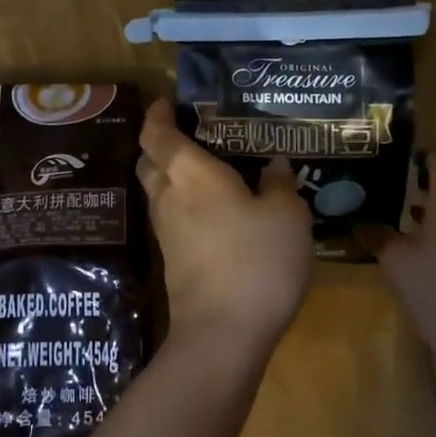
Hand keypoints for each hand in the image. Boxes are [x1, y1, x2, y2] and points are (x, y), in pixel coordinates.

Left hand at [137, 97, 312, 350]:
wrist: (222, 333)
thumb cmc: (256, 260)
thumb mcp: (286, 215)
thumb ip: (279, 183)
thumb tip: (274, 164)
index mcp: (189, 172)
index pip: (156, 132)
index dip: (158, 114)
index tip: (168, 102)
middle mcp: (168, 195)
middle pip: (149, 159)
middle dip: (161, 143)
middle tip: (190, 132)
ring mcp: (164, 230)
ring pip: (157, 189)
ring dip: (170, 174)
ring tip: (205, 168)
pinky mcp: (171, 259)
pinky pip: (169, 216)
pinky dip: (182, 203)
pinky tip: (211, 209)